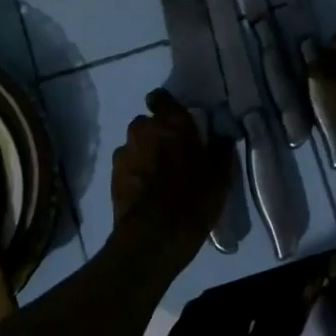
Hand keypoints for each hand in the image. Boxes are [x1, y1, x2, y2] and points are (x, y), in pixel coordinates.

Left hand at [109, 90, 233, 239]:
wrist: (153, 237)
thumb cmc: (193, 200)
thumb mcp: (220, 176)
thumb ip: (220, 150)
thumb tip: (222, 136)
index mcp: (172, 123)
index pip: (161, 98)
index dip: (166, 106)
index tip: (176, 121)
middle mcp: (143, 130)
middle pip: (147, 124)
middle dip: (156, 134)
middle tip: (173, 154)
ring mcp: (124, 153)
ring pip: (135, 145)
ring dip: (144, 154)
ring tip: (158, 177)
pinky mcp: (112, 176)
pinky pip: (127, 166)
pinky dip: (135, 173)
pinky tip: (146, 192)